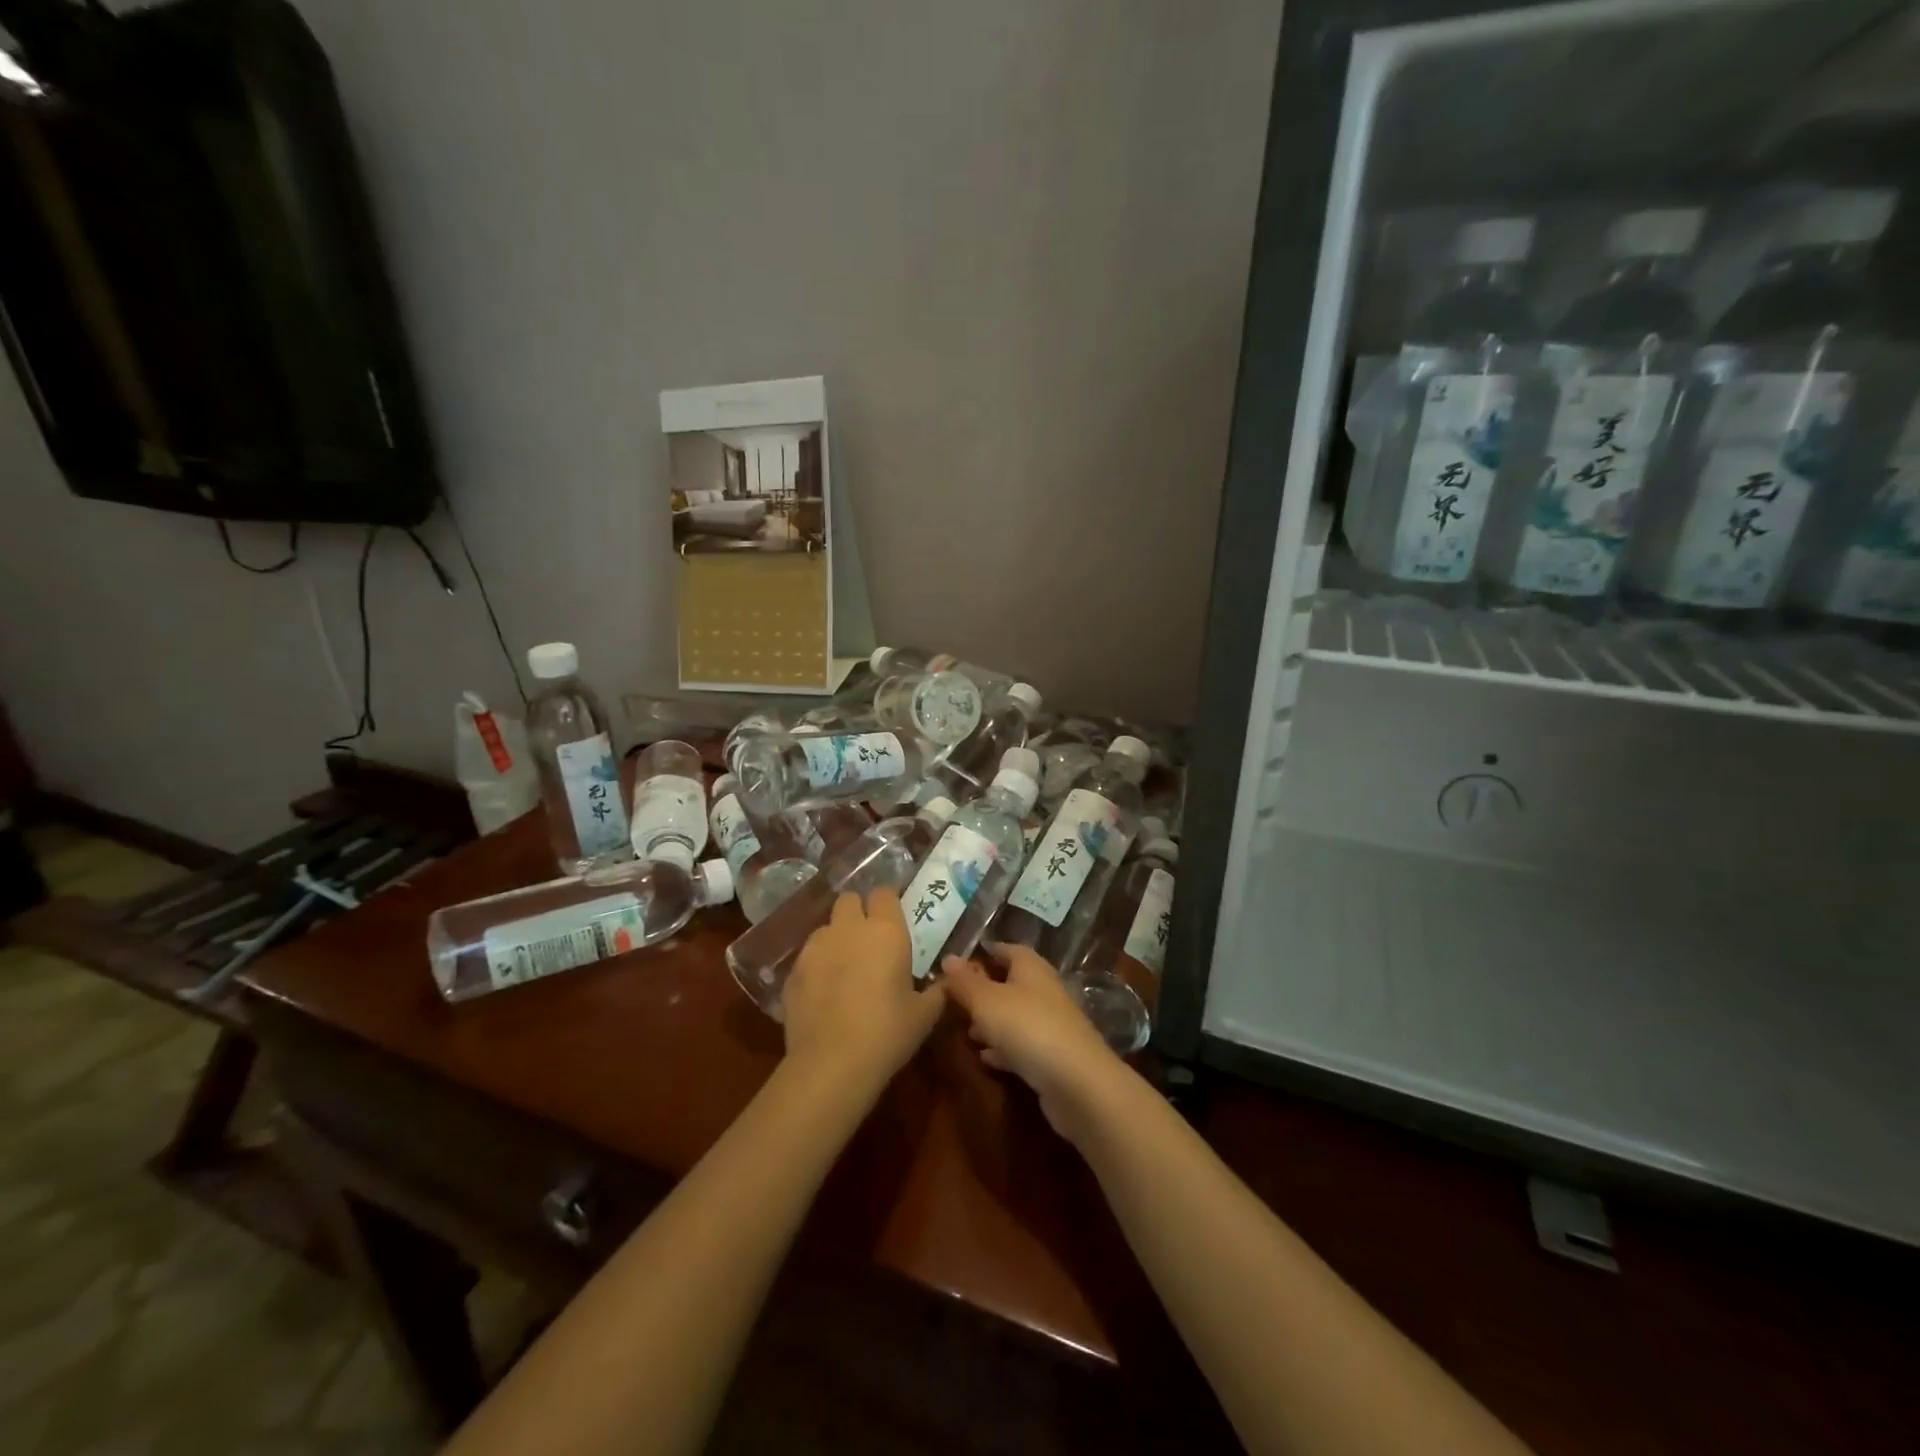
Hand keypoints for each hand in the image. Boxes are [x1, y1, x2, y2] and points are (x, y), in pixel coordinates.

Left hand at [781, 889, 945, 1098]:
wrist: (831, 1064)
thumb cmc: (887, 1033)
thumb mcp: (925, 1014)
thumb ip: (937, 989)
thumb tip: (947, 979)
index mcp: (885, 931)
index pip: (884, 892)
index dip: (888, 901)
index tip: (894, 917)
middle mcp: (848, 929)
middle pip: (849, 899)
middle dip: (858, 912)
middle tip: (869, 939)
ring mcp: (815, 947)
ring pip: (826, 927)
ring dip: (836, 938)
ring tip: (844, 967)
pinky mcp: (793, 971)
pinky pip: (808, 956)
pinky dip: (817, 965)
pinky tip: (823, 992)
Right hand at [941, 943, 1124, 1144]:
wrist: (1077, 1083)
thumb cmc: (1028, 1028)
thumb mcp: (986, 1001)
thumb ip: (965, 982)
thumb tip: (948, 958)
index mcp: (1031, 968)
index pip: (1005, 949)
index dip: (982, 954)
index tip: (956, 965)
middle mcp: (1044, 990)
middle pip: (1010, 983)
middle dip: (983, 991)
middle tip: (954, 1003)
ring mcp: (1051, 1024)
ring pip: (1015, 1015)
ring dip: (991, 1023)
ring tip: (966, 1032)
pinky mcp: (1053, 1056)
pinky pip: (1023, 1045)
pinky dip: (1004, 1049)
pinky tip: (986, 1059)